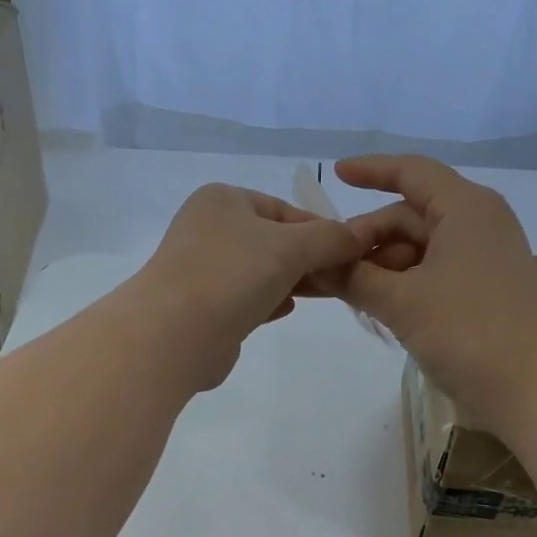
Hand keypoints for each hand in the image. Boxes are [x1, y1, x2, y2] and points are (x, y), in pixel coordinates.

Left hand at [131, 183, 364, 389]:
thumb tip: (362, 236)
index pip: (285, 210)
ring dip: (292, 282)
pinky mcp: (204, 308)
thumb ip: (330, 239)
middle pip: (274, 241)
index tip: (350, 254)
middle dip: (309, 260)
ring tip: (324, 294)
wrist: (174, 335)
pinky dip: (268, 301)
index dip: (321, 231)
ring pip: (260, 272)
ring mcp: (203, 270)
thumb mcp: (291, 247)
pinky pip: (246, 299)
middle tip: (342, 279)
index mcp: (224, 200)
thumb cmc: (232, 276)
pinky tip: (286, 309)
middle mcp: (209, 229)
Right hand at [331, 155, 536, 426]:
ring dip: (380, 267)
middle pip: (409, 216)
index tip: (335, 174)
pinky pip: (431, 273)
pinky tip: (374, 306)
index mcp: (464, 208)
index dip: (371, 170)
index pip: (411, 173)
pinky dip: (401, 284)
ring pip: (418, 249)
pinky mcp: (482, 290)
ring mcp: (482, 258)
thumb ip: (354, 278)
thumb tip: (317, 264)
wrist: (533, 387)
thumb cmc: (467, 331)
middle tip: (325, 268)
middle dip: (366, 238)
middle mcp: (476, 223)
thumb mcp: (401, 302)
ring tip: (343, 294)